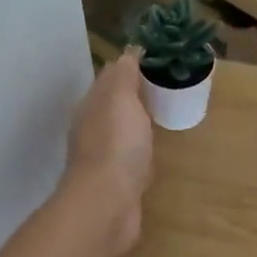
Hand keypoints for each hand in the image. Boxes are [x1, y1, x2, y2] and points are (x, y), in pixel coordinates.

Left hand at [66, 50, 154, 256]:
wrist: (108, 204)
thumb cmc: (117, 145)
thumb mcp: (121, 98)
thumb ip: (124, 75)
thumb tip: (128, 52)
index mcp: (92, 106)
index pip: (110, 79)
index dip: (130, 69)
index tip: (157, 61)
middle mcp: (92, 130)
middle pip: (114, 106)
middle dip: (134, 97)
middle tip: (165, 88)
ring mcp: (103, 159)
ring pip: (122, 133)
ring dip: (137, 125)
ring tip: (162, 118)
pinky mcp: (117, 184)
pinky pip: (130, 160)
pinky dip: (140, 154)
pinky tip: (153, 155)